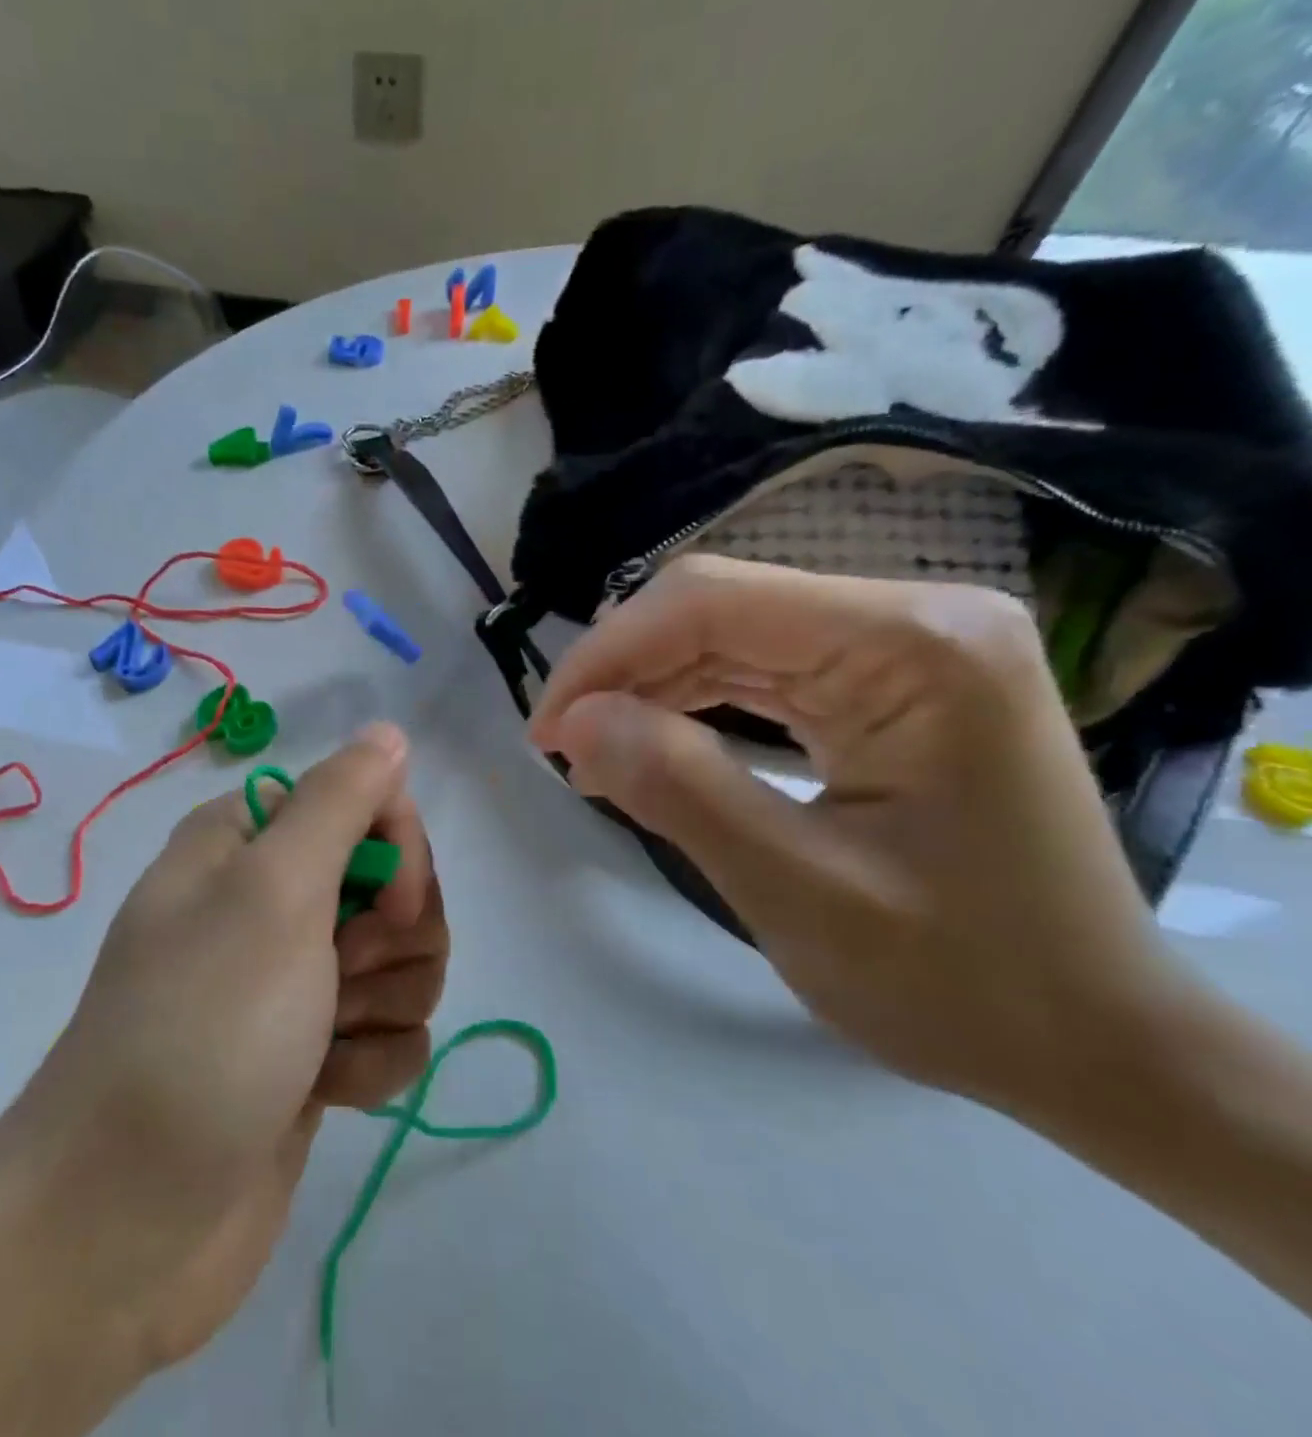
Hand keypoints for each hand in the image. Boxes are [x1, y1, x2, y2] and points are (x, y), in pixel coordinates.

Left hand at [0, 722, 447, 1373]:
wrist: (125, 1222)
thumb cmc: (202, 1030)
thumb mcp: (272, 892)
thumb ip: (339, 802)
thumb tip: (388, 732)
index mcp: (250, 841)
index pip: (364, 802)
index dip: (396, 849)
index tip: (387, 902)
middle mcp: (271, 900)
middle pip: (395, 886)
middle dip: (392, 939)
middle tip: (341, 978)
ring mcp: (295, 980)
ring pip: (403, 963)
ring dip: (382, 1007)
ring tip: (324, 1046)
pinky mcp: (314, 1052)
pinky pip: (390, 1033)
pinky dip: (369, 1064)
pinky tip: (324, 1093)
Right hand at [529, 554, 1184, 1114]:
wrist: (1098, 1041)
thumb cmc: (964, 982)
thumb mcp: (797, 892)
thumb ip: (679, 790)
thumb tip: (571, 722)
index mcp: (919, 648)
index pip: (713, 602)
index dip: (607, 654)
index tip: (546, 731)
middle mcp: (918, 618)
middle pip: (718, 605)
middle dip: (622, 670)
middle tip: (561, 748)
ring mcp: (909, 645)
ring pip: (728, 632)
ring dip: (648, 687)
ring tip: (592, 754)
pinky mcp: (892, 680)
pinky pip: (760, 669)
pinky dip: (690, 703)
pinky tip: (650, 744)